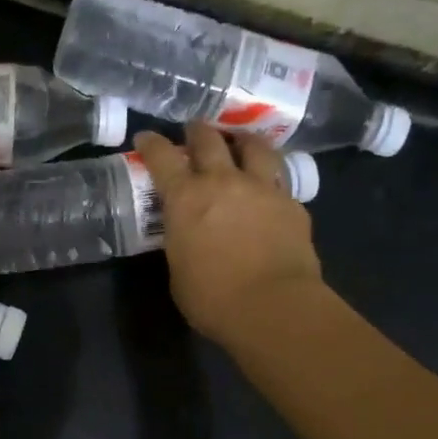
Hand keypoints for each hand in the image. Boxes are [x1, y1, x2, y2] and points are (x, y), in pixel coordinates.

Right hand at [133, 123, 324, 345]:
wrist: (273, 307)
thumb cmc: (212, 297)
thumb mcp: (178, 268)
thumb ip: (180, 240)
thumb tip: (186, 234)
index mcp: (186, 197)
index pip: (162, 157)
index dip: (151, 143)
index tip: (145, 138)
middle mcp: (223, 181)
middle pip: (209, 139)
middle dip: (198, 131)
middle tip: (194, 132)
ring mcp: (262, 188)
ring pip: (255, 146)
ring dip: (243, 140)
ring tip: (240, 143)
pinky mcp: (292, 204)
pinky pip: (279, 180)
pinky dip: (270, 179)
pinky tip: (268, 190)